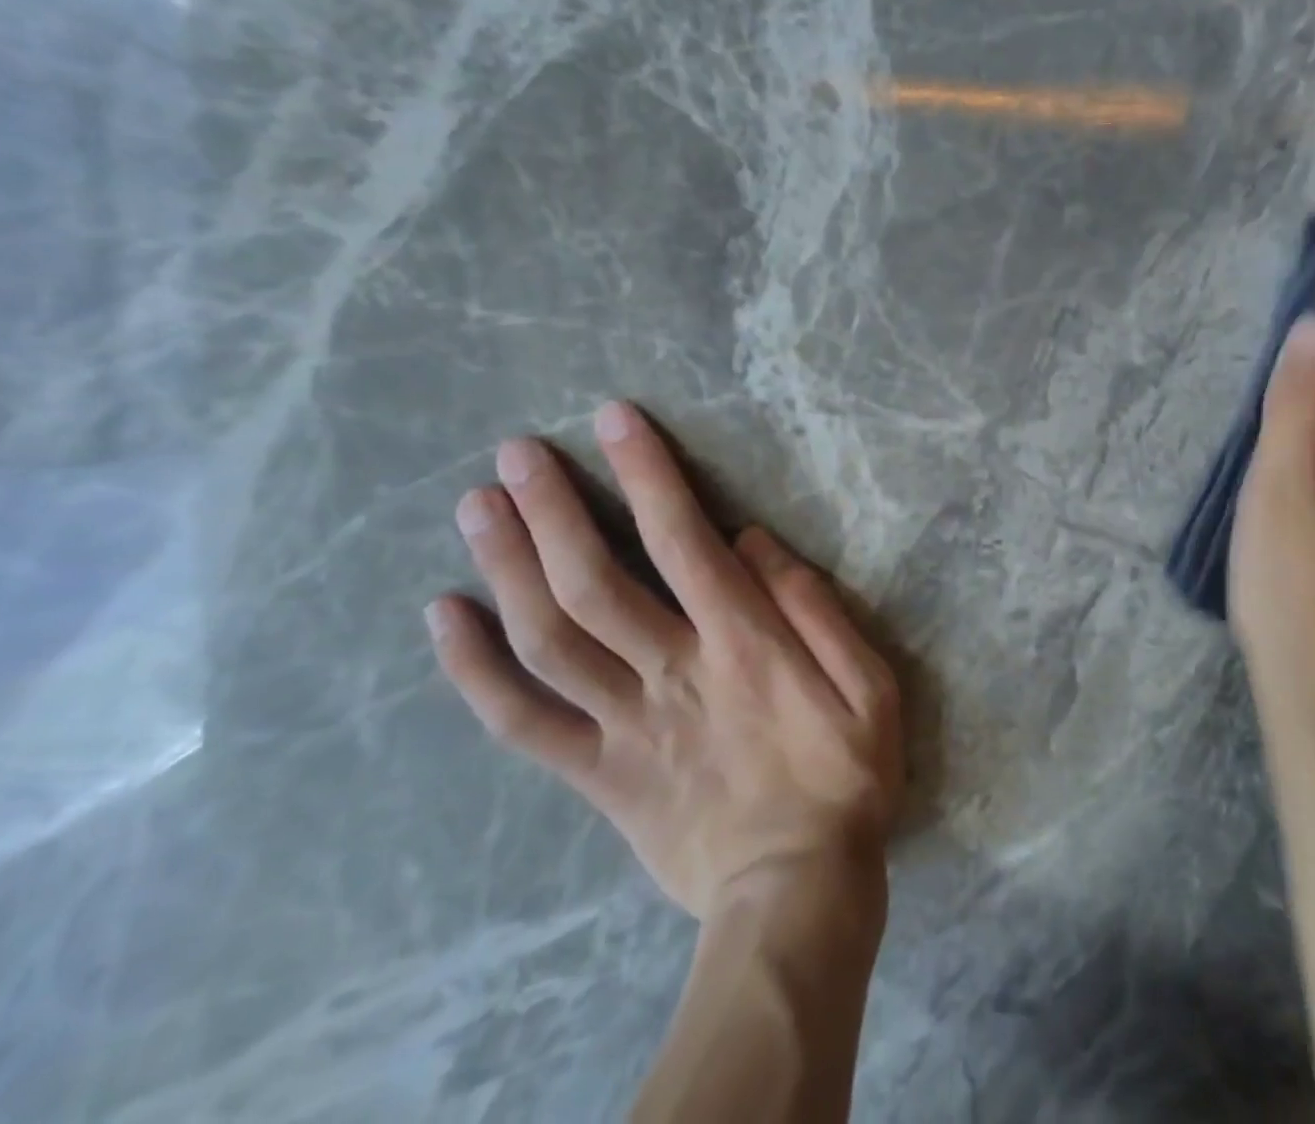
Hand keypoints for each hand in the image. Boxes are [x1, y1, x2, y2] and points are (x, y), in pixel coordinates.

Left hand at [423, 402, 903, 920]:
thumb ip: (815, 606)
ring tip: (476, 508)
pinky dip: (476, 671)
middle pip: (594, 582)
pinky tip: (444, 617)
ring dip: (507, 568)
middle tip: (516, 453)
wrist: (797, 894)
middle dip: (552, 509)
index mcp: (743, 644)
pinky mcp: (599, 775)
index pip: (681, 540)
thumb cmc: (846, 777)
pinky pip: (523, 723)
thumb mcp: (870, 684)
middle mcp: (671, 673)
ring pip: (549, 641)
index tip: (614, 419)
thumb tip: (752, 541)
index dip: (646, 473)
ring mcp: (625, 726)